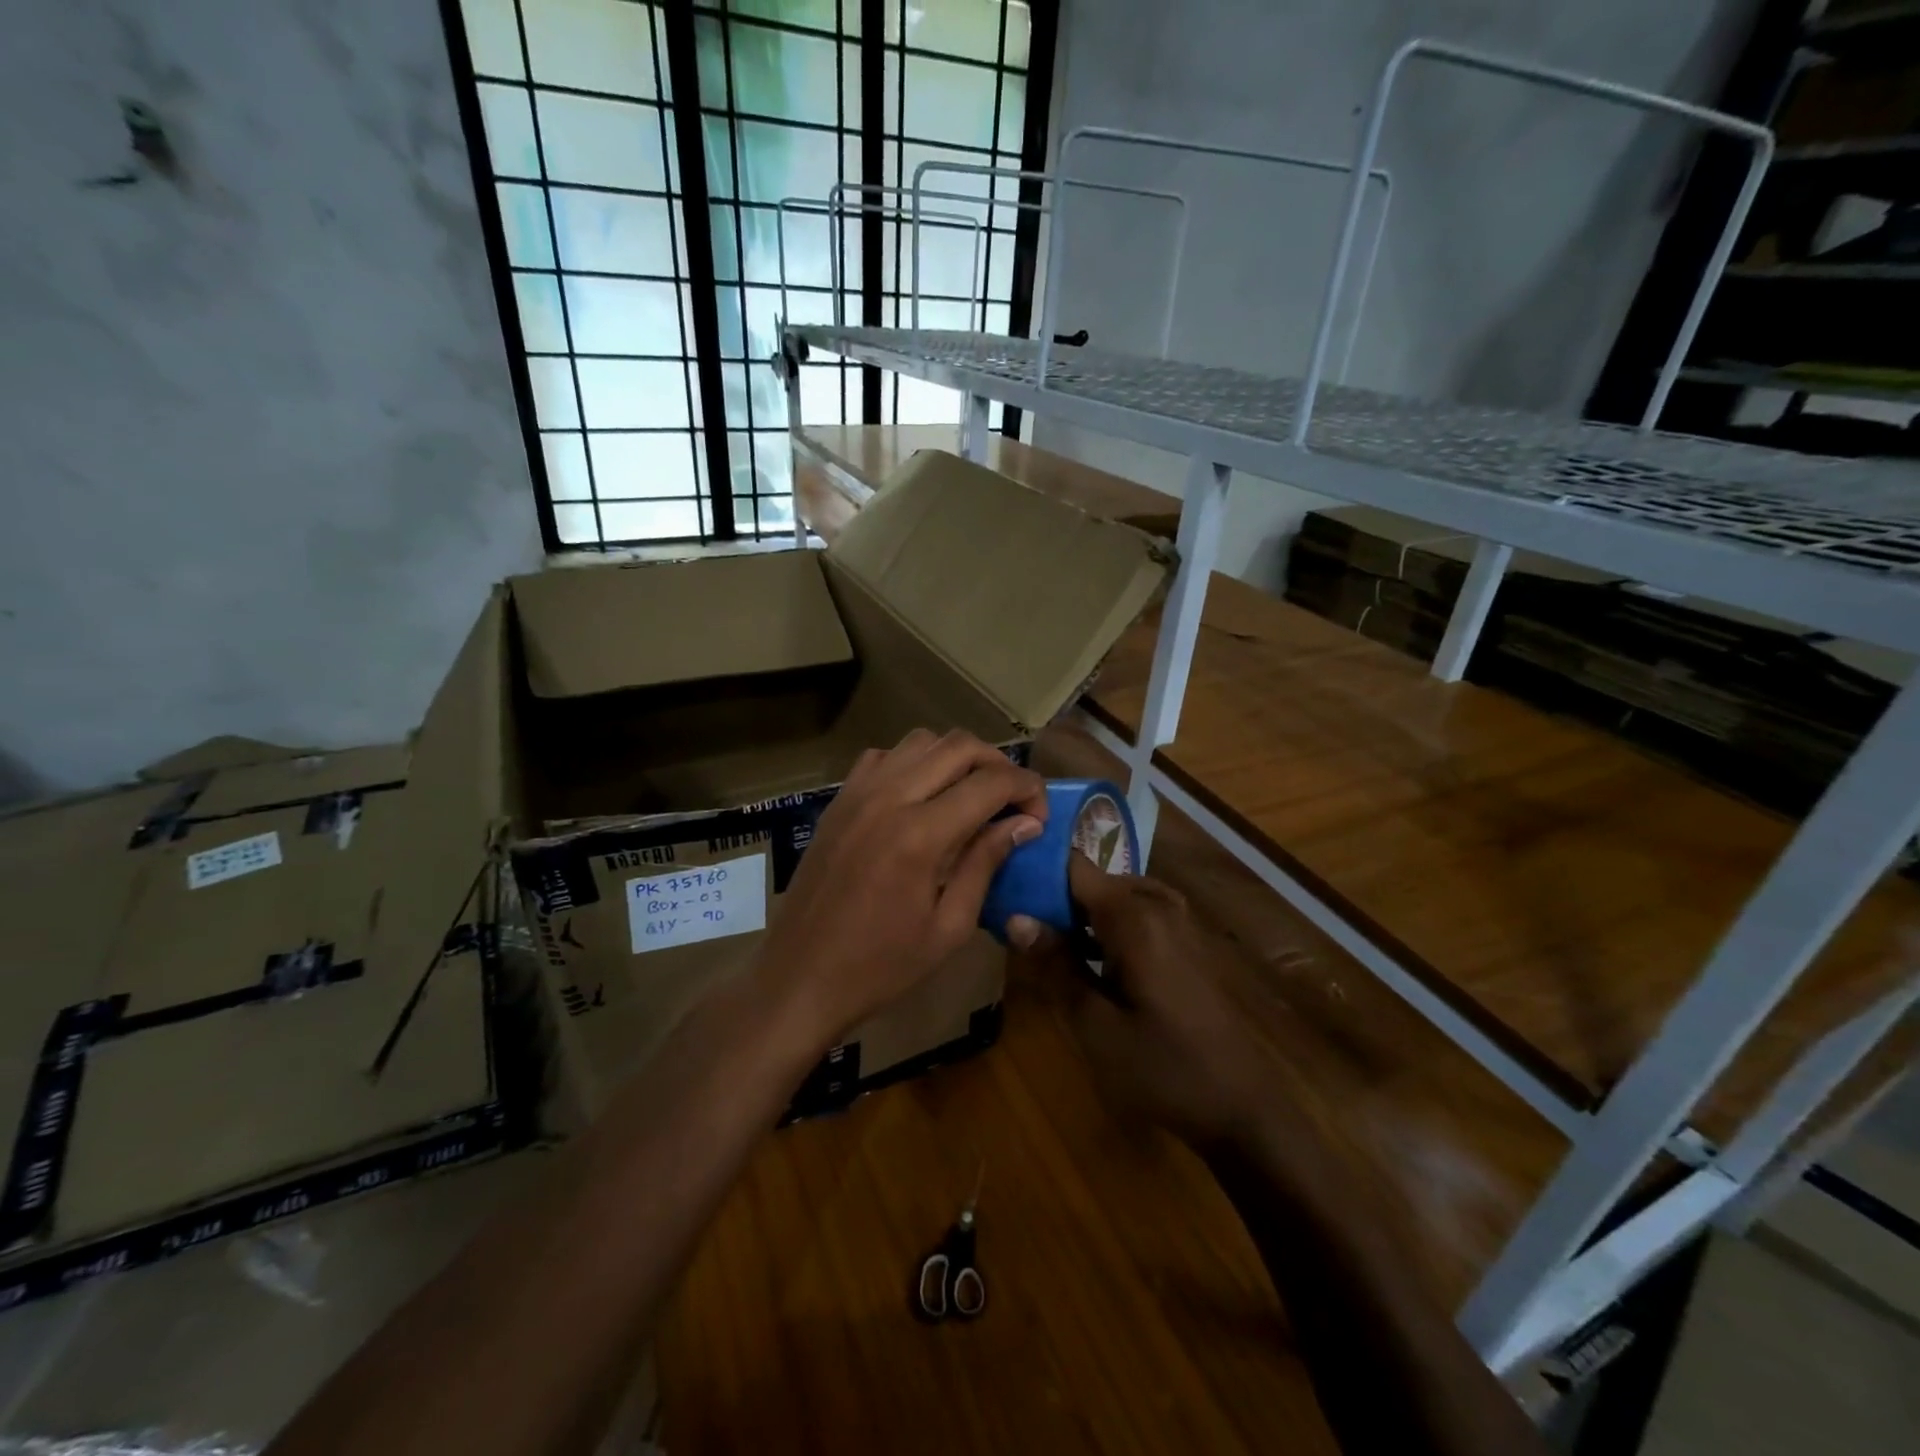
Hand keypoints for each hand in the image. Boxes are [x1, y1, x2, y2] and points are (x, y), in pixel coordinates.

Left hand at [759, 728, 1045, 1050]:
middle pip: (959, 746)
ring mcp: (858, 793)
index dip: (1027, 789)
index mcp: (921, 834)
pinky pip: (884, 757)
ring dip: (957, 757)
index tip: (1039, 815)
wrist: (799, 977)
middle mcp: (889, 797)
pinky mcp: (838, 800)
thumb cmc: (880, 966)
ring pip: (921, 741)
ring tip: (972, 793)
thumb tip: (1025, 823)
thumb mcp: (949, 928)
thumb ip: (986, 864)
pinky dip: (914, 763)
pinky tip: (920, 797)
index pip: (991, 782)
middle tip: (1013, 800)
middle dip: (998, 764)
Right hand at [1014, 857, 1280, 1149]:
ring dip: (1076, 914)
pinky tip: (1080, 957)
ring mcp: (1176, 924)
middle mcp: (1158, 906)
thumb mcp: (1096, 1024)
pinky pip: (1133, 916)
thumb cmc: (1163, 1068)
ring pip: (1112, 899)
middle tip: (1009, 917)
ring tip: (1036, 936)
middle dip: (1051, 895)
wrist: (1241, 1109)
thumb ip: (1056, 965)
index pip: (1074, 867)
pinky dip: (1102, 927)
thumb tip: (1014, 917)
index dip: (1036, 868)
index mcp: (1135, 917)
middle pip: (1092, 881)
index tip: (1000, 880)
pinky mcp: (1183, 945)